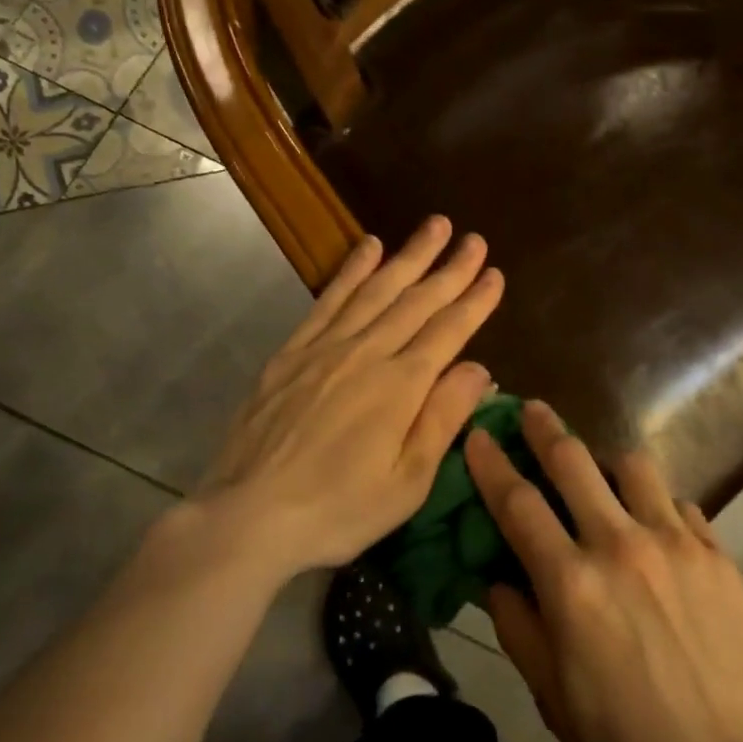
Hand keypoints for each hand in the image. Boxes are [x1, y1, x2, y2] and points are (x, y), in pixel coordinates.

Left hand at [192, 217, 501, 581]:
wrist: (248, 515)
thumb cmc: (339, 509)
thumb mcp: (408, 481)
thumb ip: (444, 418)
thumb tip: (480, 367)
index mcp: (402, 386)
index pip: (450, 331)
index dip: (475, 300)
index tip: (495, 273)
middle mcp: (367, 353)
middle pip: (417, 301)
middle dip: (450, 268)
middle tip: (474, 238)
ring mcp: (326, 348)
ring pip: (376, 289)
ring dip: (408, 255)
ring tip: (433, 226)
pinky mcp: (292, 352)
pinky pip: (328, 300)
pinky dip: (352, 270)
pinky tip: (368, 247)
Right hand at [466, 402, 742, 741]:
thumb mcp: (554, 700)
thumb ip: (519, 629)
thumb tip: (497, 579)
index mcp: (572, 584)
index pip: (518, 504)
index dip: (492, 464)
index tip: (478, 434)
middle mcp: (620, 545)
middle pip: (573, 463)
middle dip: (544, 429)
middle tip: (531, 409)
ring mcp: (674, 542)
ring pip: (633, 466)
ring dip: (606, 459)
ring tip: (600, 471)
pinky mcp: (715, 551)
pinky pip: (678, 502)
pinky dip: (655, 502)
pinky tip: (655, 524)